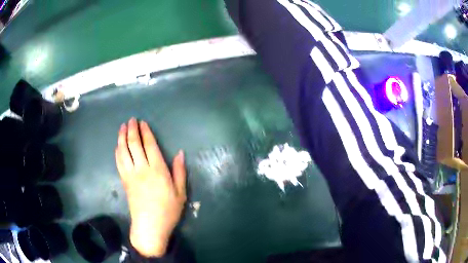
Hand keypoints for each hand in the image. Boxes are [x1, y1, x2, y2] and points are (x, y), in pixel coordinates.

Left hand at [115, 118, 186, 256]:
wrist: (150, 226)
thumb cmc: (168, 210)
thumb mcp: (180, 193)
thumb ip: (179, 172)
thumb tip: (180, 153)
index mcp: (157, 170)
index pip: (149, 145)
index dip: (145, 132)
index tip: (142, 123)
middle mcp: (142, 169)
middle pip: (134, 145)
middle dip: (131, 130)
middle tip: (130, 120)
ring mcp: (130, 175)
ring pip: (123, 151)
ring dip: (122, 137)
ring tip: (122, 127)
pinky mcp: (124, 181)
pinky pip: (119, 162)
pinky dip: (118, 151)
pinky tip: (118, 146)